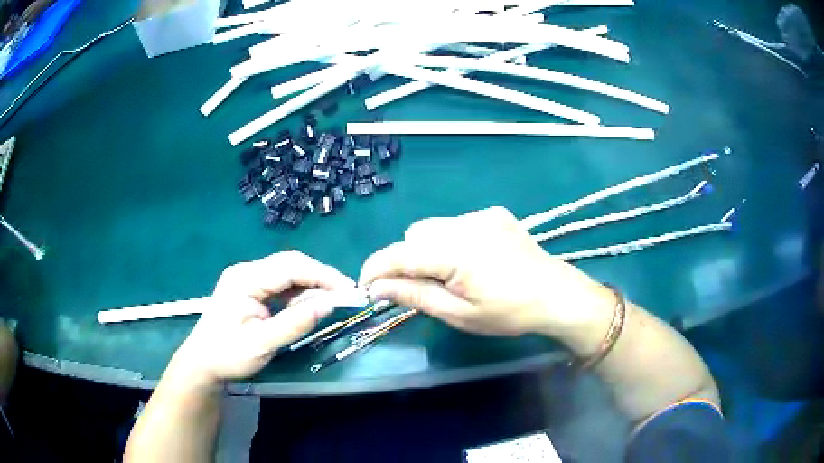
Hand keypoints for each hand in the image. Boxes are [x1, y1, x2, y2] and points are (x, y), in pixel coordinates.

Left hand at [167, 251, 354, 387]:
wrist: (202, 363)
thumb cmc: (228, 355)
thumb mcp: (262, 344)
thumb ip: (295, 324)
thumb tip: (329, 305)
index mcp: (245, 279)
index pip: (290, 267)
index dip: (322, 275)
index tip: (348, 289)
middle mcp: (247, 271)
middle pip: (290, 265)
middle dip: (320, 278)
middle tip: (346, 294)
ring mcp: (248, 279)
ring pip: (288, 274)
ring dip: (311, 286)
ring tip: (333, 301)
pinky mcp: (251, 290)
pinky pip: (281, 286)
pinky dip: (299, 295)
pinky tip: (310, 306)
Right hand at [360, 207, 610, 336]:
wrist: (556, 295)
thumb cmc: (508, 312)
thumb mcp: (458, 313)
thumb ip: (414, 296)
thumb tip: (377, 288)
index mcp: (456, 251)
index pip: (400, 253)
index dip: (376, 268)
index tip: (366, 286)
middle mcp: (465, 224)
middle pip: (415, 235)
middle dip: (406, 260)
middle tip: (418, 288)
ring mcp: (482, 215)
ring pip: (434, 228)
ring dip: (428, 249)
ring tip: (449, 275)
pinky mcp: (494, 214)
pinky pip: (456, 224)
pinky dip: (450, 241)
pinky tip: (471, 261)